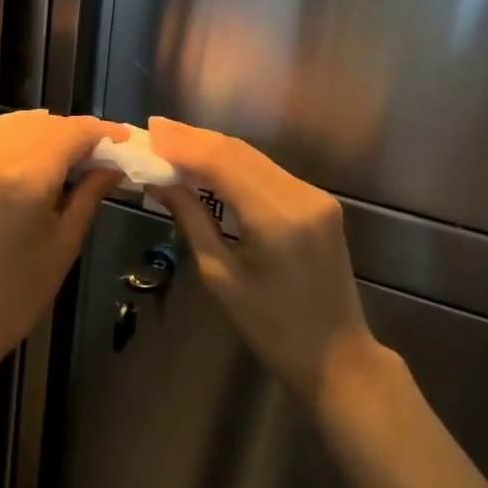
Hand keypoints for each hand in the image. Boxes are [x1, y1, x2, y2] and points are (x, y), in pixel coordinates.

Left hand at [0, 111, 127, 408]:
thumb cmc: (19, 292)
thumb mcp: (65, 242)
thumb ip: (90, 194)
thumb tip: (113, 166)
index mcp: (26, 179)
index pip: (71, 134)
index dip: (101, 132)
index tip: (123, 139)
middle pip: (45, 124)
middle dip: (76, 131)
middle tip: (101, 149)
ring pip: (16, 123)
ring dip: (46, 127)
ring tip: (70, 147)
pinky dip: (16, 131)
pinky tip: (33, 144)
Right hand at [148, 116, 378, 406]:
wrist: (337, 357)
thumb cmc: (271, 329)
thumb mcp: (220, 277)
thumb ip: (191, 219)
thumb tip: (158, 181)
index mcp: (276, 219)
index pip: (221, 163)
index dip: (182, 144)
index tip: (149, 132)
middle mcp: (301, 196)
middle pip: (238, 152)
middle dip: (193, 139)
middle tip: (154, 130)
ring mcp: (315, 196)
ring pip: (253, 157)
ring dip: (212, 148)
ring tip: (172, 142)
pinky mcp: (319, 202)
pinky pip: (268, 172)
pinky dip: (234, 164)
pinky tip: (207, 163)